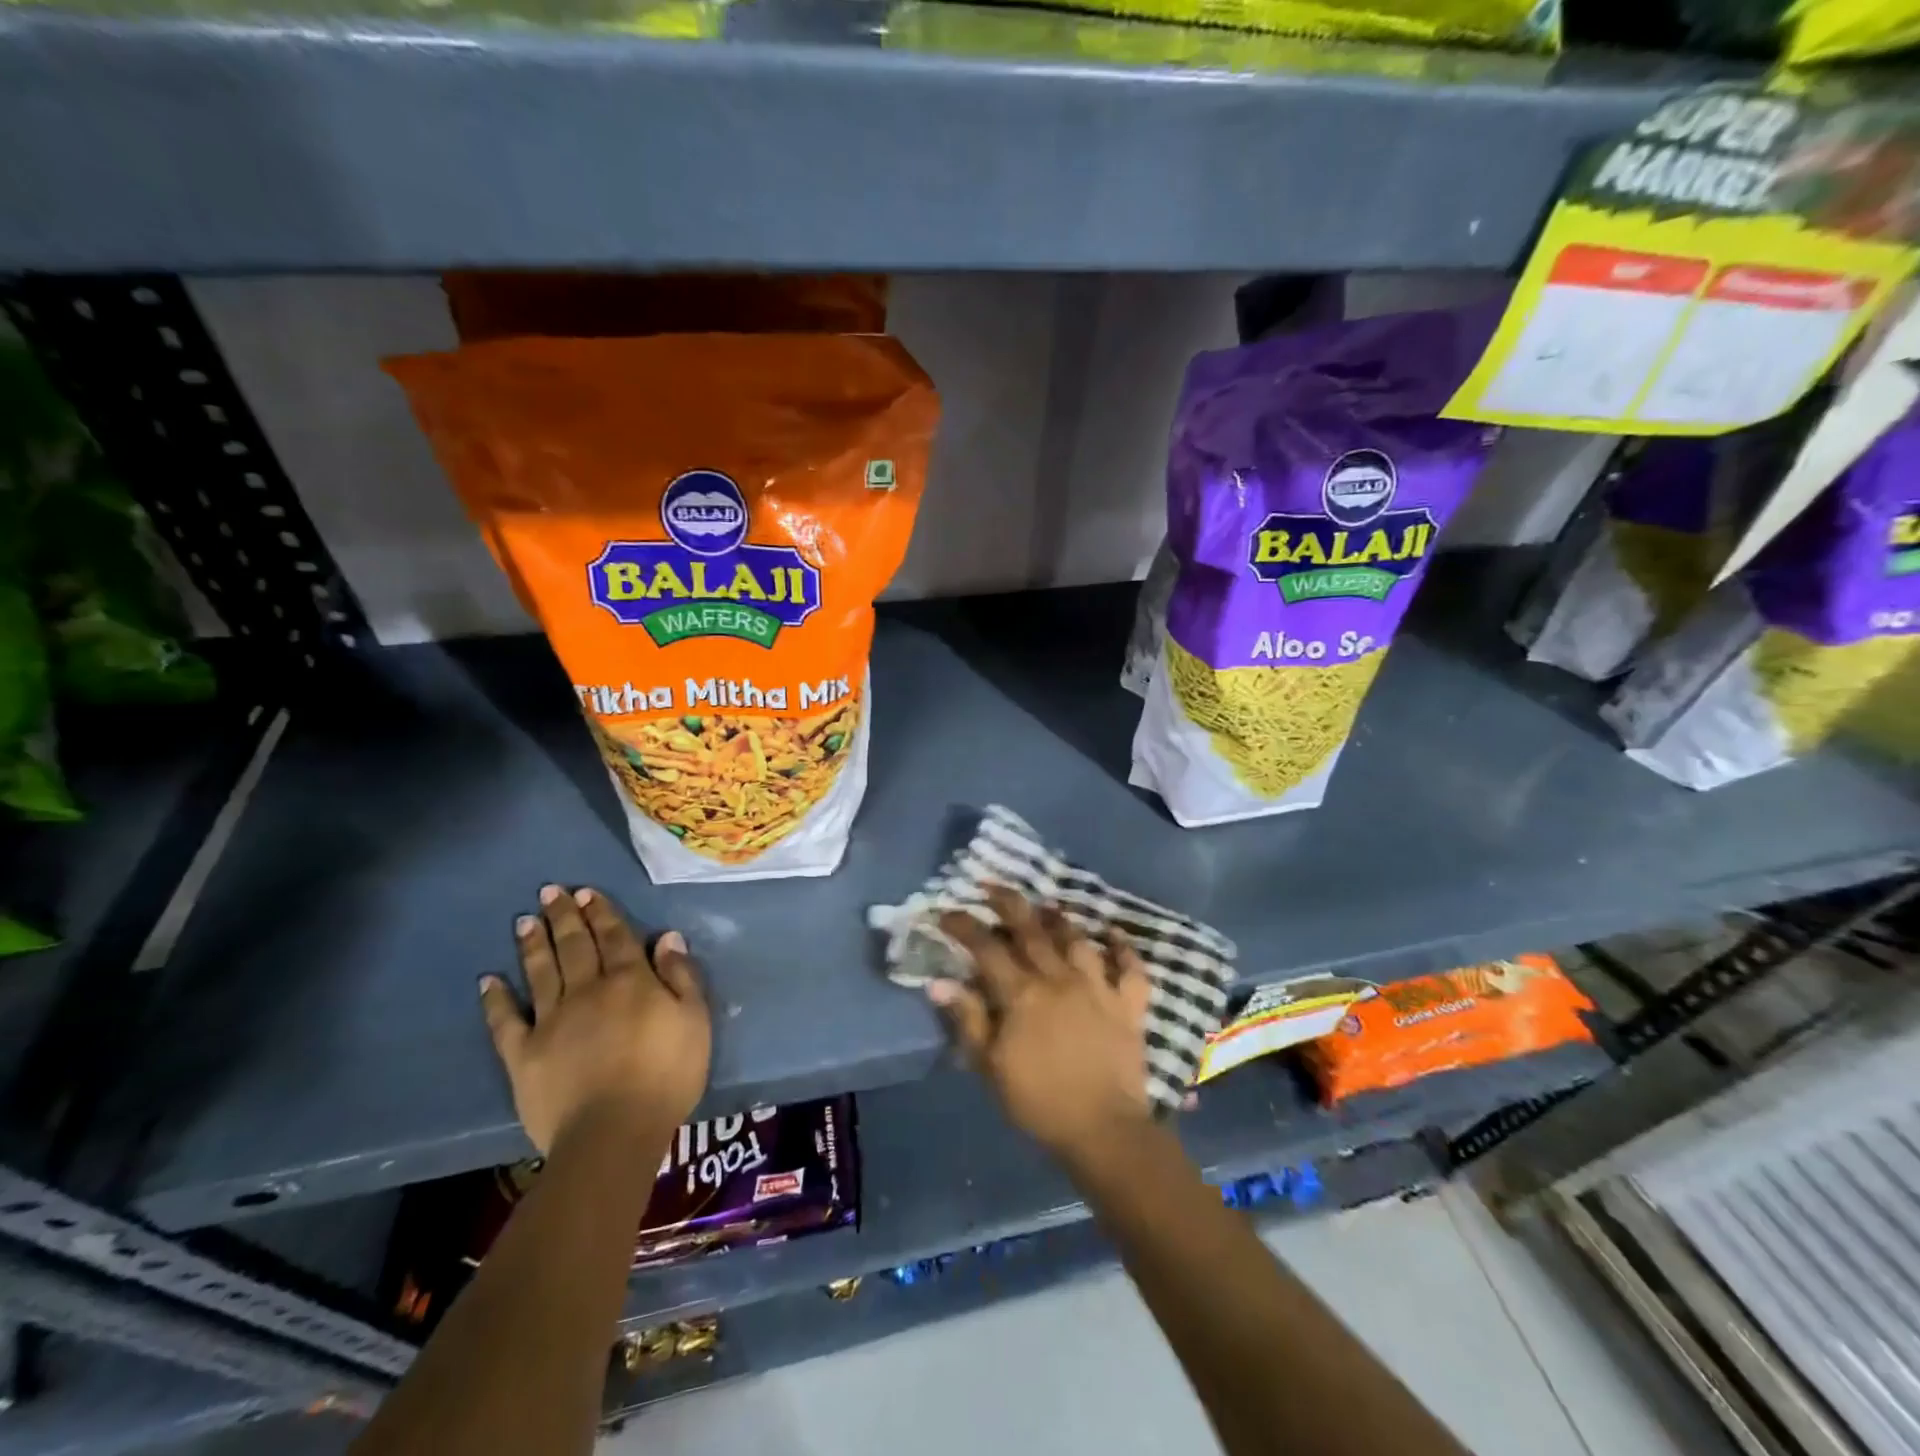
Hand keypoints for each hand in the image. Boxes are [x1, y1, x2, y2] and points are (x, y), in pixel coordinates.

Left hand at [481, 885, 710, 1154]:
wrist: (613, 1132)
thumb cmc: (667, 1075)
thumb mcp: (695, 1020)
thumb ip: (681, 976)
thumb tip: (666, 937)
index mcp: (630, 981)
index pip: (615, 937)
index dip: (602, 912)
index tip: (587, 892)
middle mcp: (588, 990)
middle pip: (575, 946)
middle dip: (564, 917)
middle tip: (551, 891)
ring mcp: (551, 1021)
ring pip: (541, 973)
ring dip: (533, 945)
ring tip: (525, 920)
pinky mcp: (523, 1055)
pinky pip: (505, 1021)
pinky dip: (495, 1000)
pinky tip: (487, 981)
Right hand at [931, 885, 1153, 1162]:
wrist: (1103, 1129)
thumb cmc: (1039, 1101)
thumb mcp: (991, 1066)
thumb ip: (968, 1019)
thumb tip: (940, 982)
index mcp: (1022, 994)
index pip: (986, 948)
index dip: (964, 926)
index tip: (947, 913)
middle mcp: (1059, 978)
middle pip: (1031, 931)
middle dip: (1008, 903)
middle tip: (993, 886)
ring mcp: (1098, 987)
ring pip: (1077, 940)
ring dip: (1060, 920)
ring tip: (1048, 907)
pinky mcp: (1128, 1004)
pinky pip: (1130, 967)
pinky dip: (1123, 947)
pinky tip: (1114, 932)